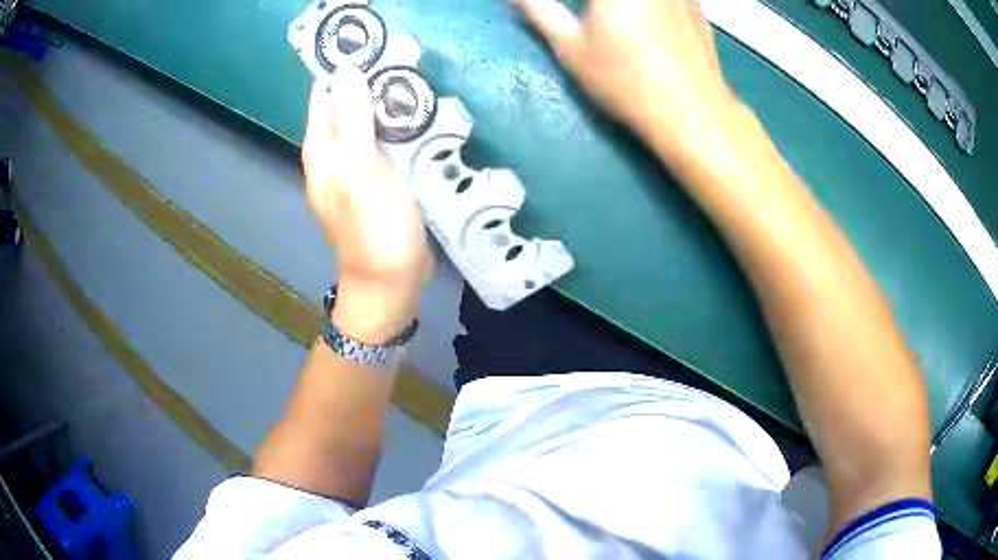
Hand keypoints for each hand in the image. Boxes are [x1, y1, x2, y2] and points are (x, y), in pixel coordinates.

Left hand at [302, 65, 432, 343]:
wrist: (391, 283)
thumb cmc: (374, 230)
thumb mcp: (361, 172)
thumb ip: (352, 121)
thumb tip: (348, 70)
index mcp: (321, 148)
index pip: (326, 91)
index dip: (345, 64)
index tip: (375, 42)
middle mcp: (334, 152)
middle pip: (348, 101)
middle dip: (371, 77)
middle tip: (408, 57)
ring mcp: (358, 165)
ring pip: (369, 118)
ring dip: (388, 98)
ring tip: (418, 76)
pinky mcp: (380, 176)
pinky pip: (386, 138)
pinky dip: (400, 122)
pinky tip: (421, 113)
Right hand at [515, 0, 737, 146]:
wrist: (692, 113)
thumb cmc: (625, 82)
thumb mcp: (571, 47)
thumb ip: (539, 11)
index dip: (570, 5)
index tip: (569, 17)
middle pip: (611, 0)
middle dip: (593, 7)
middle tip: (589, 19)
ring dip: (619, 8)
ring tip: (612, 24)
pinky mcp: (695, 5)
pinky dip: (649, 7)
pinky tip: (646, 25)